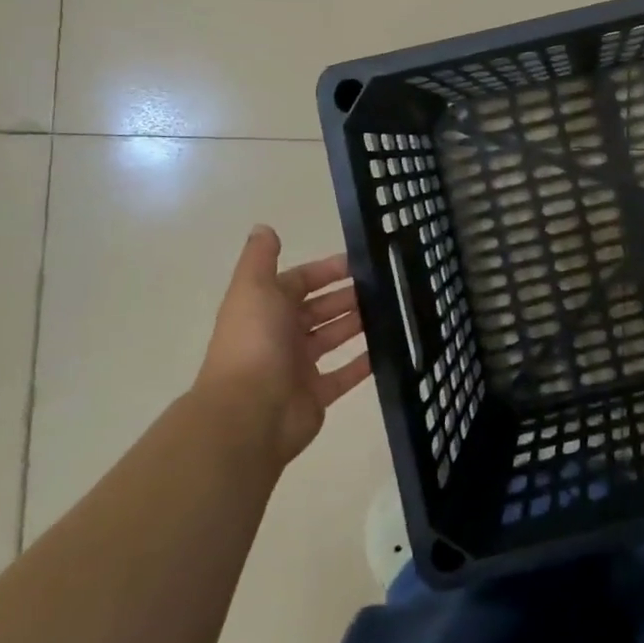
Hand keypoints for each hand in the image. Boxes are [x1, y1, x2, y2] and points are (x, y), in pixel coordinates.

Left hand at [194, 226, 371, 466]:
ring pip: (334, 338)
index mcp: (266, 308)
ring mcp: (298, 367)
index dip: (328, 270)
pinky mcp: (316, 396)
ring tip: (394, 309)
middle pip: (320, 309)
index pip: (300, 281)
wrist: (248, 415)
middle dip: (349, 296)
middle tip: (388, 285)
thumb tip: (264, 227)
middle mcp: (281, 335)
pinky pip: (345, 374)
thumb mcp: (253, 289)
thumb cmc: (254, 343)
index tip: (364, 261)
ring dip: (359, 323)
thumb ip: (260, 258)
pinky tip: (390, 346)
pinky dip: (364, 361)